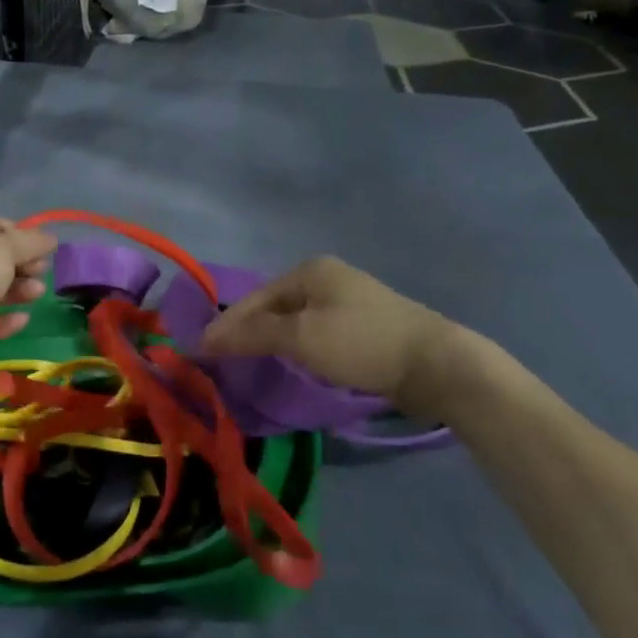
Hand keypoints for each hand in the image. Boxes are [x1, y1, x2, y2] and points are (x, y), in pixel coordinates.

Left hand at [0, 216, 55, 378]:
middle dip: (21, 266)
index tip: (44, 249)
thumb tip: (50, 238)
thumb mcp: (3, 250)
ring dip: (16, 292)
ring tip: (36, 295)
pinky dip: (2, 323)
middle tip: (42, 273)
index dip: (21, 235)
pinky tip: (22, 320)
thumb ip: (30, 243)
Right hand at [200, 256, 474, 411]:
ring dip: (270, 343)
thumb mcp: (302, 337)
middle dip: (247, 333)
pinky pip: (315, 334)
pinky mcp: (362, 328)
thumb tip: (205, 337)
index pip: (255, 298)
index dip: (226, 325)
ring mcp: (347, 302)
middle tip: (221, 363)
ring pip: (294, 322)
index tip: (200, 352)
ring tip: (248, 367)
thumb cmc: (362, 343)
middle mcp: (327, 279)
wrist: (437, 364)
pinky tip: (288, 366)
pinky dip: (296, 349)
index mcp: (310, 270)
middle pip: (273, 307)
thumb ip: (252, 335)